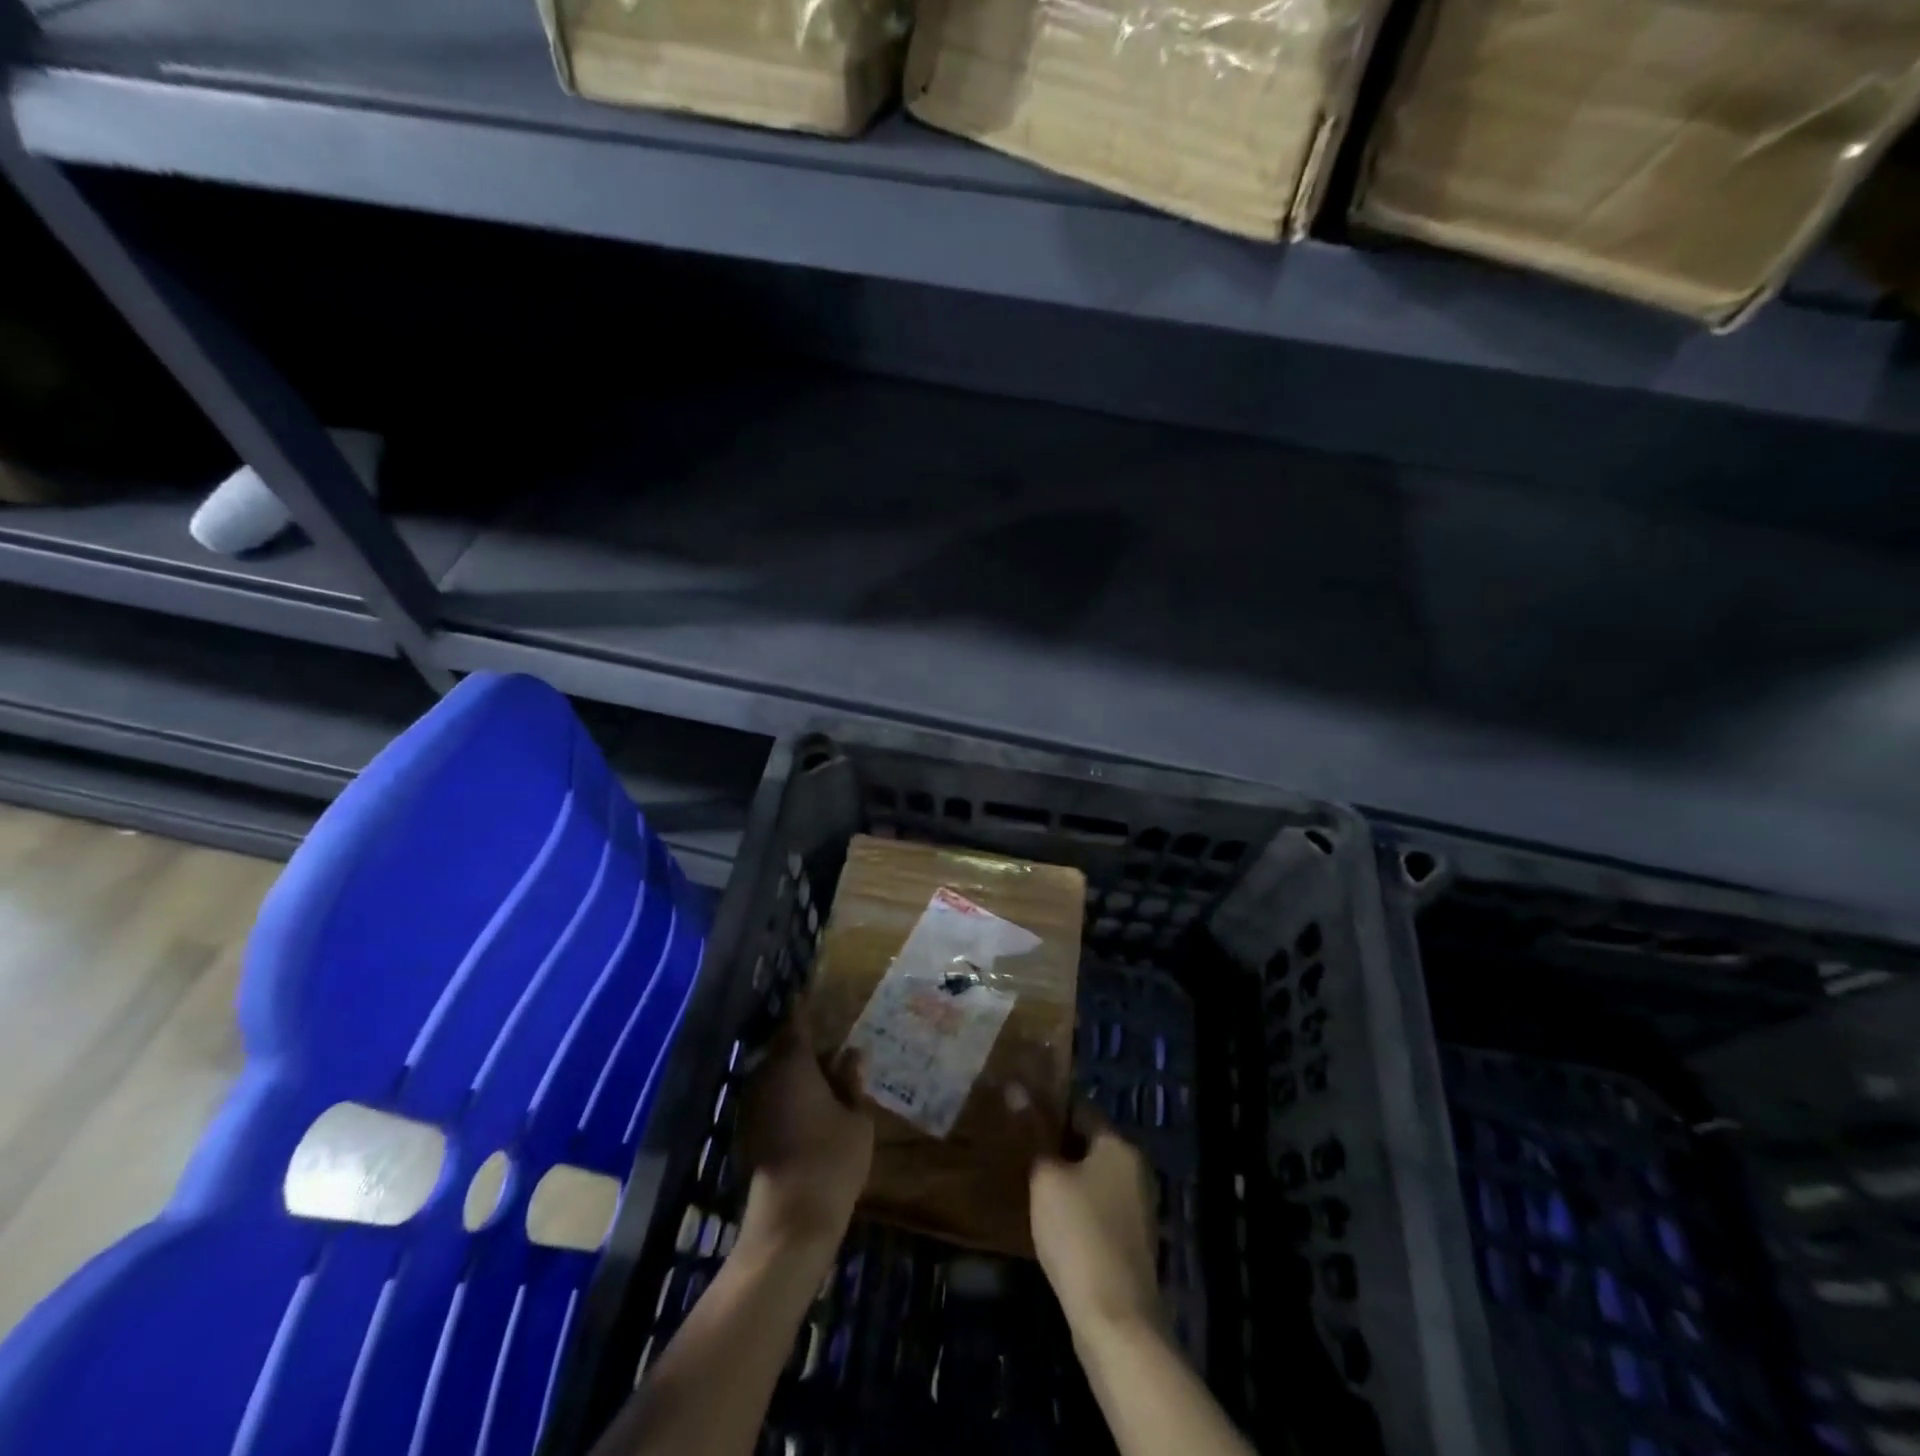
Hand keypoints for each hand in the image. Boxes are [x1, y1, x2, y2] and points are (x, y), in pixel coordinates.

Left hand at [737, 996, 873, 1252]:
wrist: (791, 1221)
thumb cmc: (831, 1160)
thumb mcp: (856, 1118)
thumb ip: (852, 1082)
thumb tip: (852, 1054)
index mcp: (793, 1064)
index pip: (796, 1022)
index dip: (803, 1006)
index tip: (808, 991)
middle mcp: (767, 1077)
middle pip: (783, 1047)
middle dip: (803, 1041)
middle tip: (829, 1040)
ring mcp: (754, 1106)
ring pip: (774, 1073)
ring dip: (795, 1069)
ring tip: (824, 1071)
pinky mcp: (750, 1132)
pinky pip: (770, 1096)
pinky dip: (787, 1092)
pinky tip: (809, 1103)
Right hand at [1030, 1102, 1162, 1343]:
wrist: (1115, 1319)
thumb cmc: (1078, 1233)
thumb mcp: (1046, 1178)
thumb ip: (1034, 1136)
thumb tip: (1017, 1091)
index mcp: (1119, 1146)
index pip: (1082, 1108)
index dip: (1050, 1107)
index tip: (1020, 1110)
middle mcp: (1135, 1170)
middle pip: (1090, 1143)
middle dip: (1057, 1144)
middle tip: (1019, 1146)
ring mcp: (1138, 1209)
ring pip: (1094, 1177)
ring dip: (1067, 1177)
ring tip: (1029, 1180)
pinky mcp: (1132, 1243)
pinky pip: (1099, 1208)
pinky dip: (1077, 1206)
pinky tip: (1051, 1218)